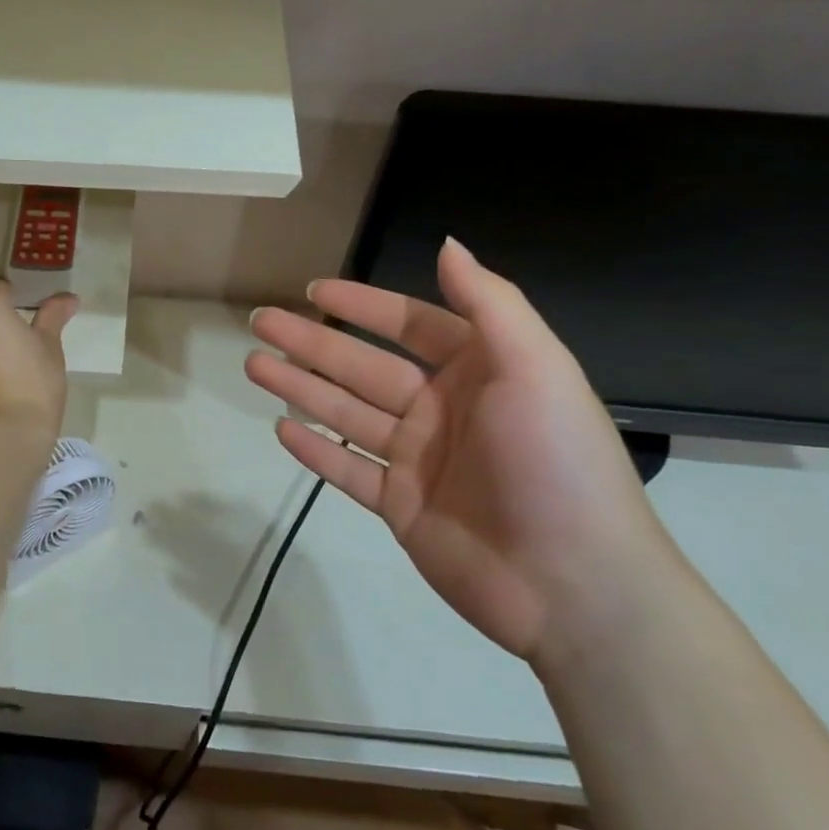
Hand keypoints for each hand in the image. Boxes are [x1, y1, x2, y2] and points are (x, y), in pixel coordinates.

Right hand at [245, 239, 681, 666]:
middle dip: (310, 343)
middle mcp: (443, 410)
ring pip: (346, 414)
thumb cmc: (555, 462)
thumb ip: (489, 303)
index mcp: (479, 372)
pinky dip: (314, 451)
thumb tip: (447, 245)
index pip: (409, 325)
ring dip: (300, 388)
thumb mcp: (536, 368)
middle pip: (362, 366)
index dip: (361, 305)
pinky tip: (280, 428)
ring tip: (253, 365)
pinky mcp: (401, 507)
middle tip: (260, 322)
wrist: (575, 584)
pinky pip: (348, 470)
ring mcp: (418, 461)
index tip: (313, 290)